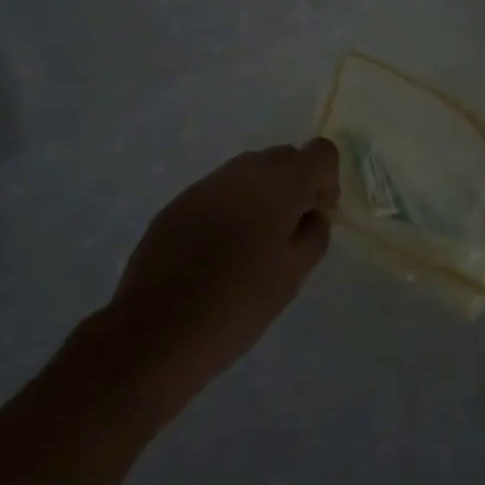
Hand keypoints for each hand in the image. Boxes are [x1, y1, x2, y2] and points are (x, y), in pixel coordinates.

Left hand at [106, 140, 340, 395]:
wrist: (156, 331)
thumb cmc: (237, 306)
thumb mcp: (292, 276)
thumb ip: (314, 234)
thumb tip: (312, 213)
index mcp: (278, 185)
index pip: (321, 153)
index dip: (328, 182)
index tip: (315, 219)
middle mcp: (242, 171)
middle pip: (285, 156)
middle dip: (296, 186)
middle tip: (287, 235)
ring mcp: (206, 184)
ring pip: (250, 171)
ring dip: (262, 195)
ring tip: (251, 245)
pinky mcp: (179, 201)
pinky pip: (220, 191)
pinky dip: (231, 208)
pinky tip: (218, 251)